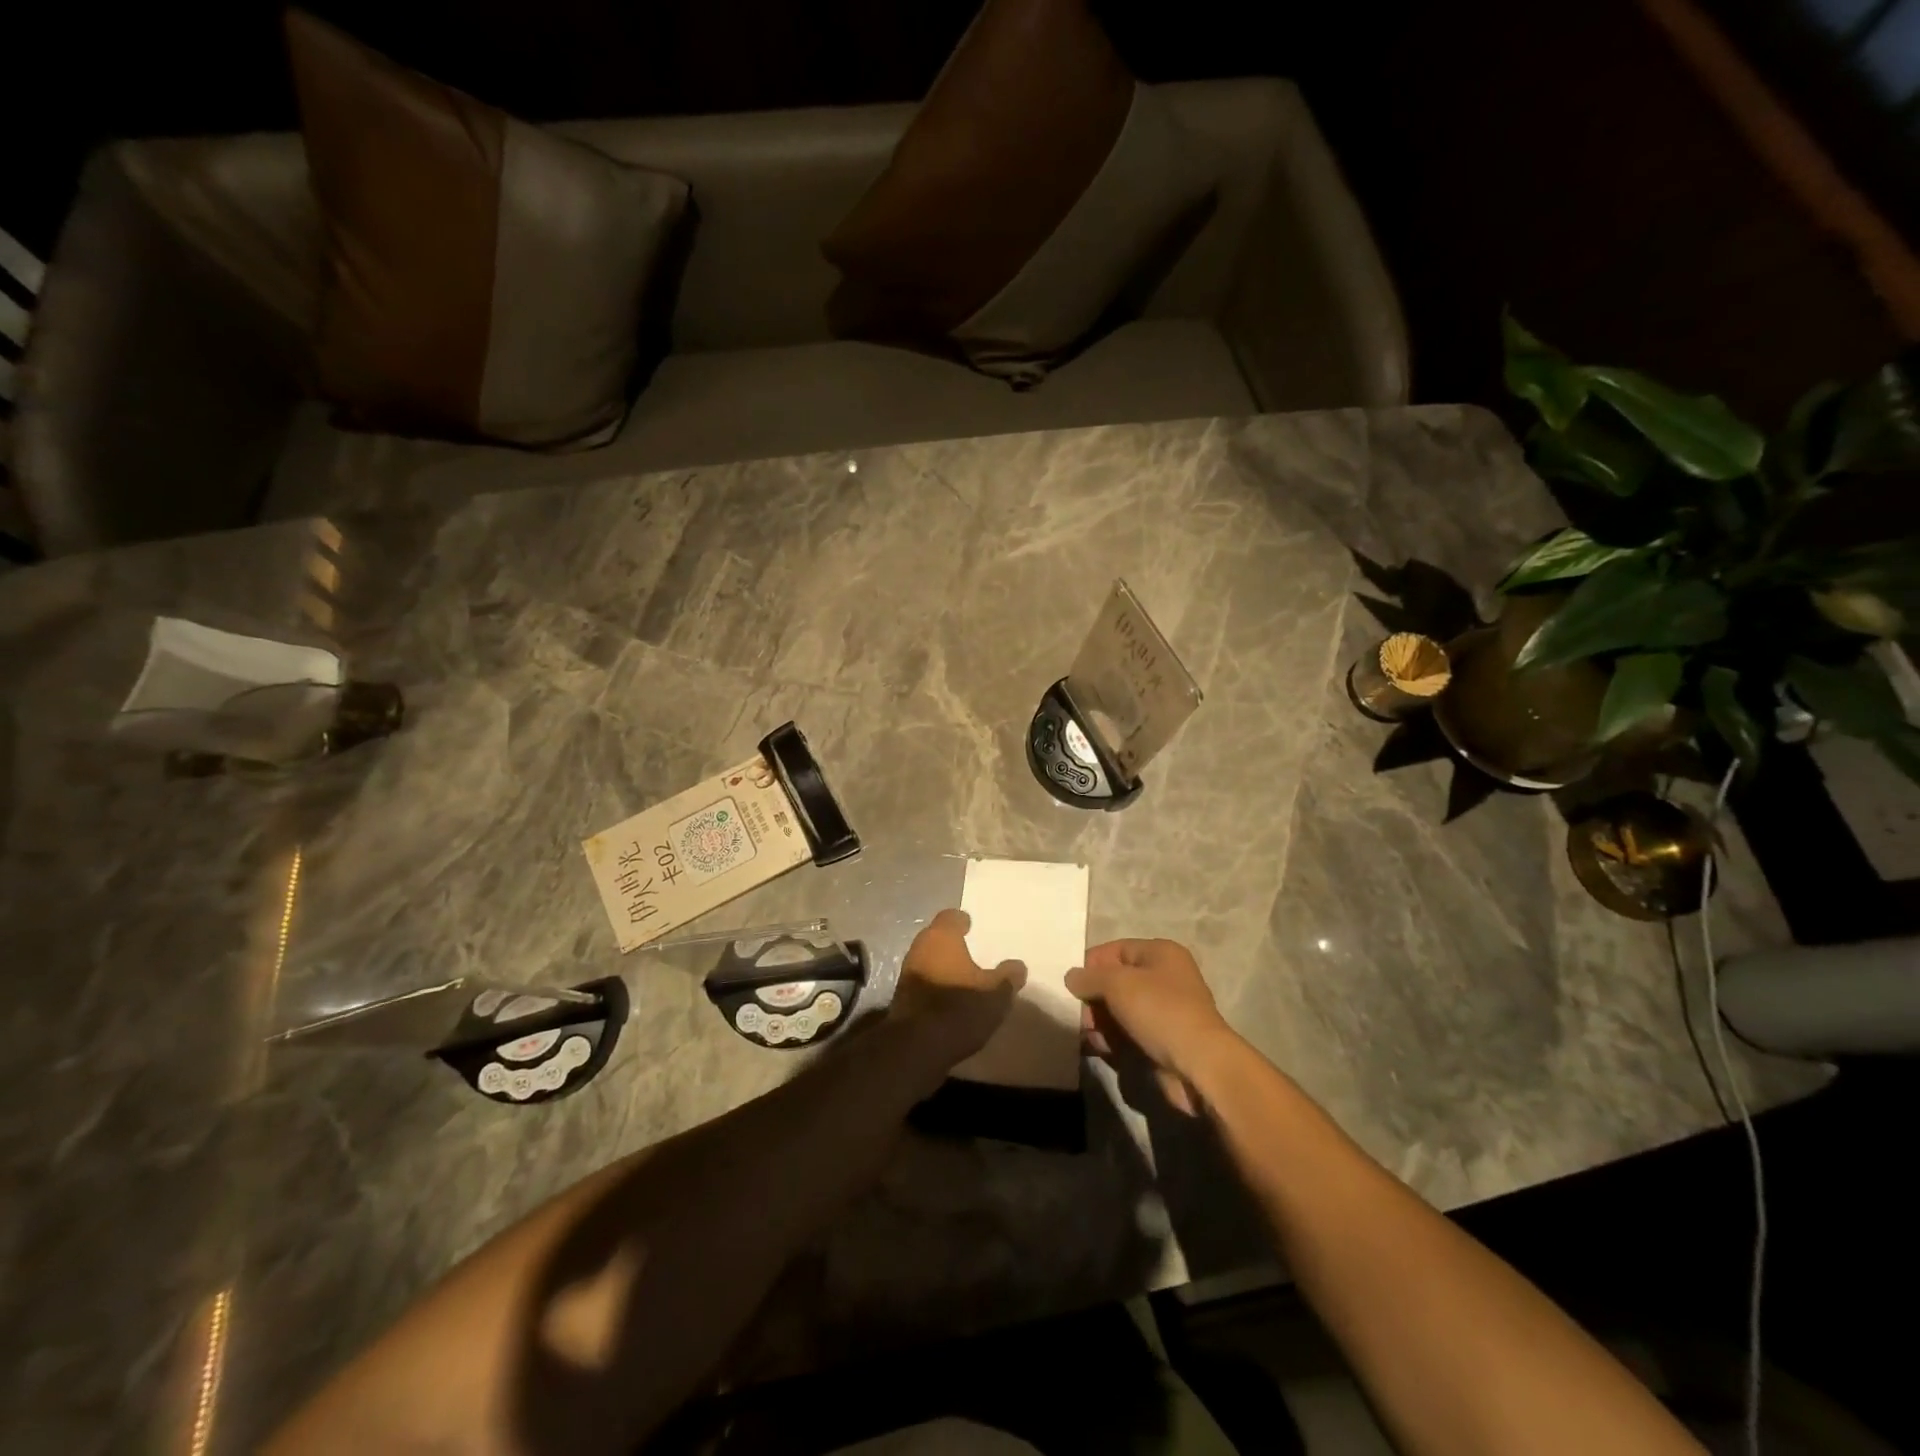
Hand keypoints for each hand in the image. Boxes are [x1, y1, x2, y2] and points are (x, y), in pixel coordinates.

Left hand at [890, 909, 1026, 1065]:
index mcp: (941, 937)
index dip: (962, 922)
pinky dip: (935, 986)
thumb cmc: (959, 1008)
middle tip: (972, 953)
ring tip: (964, 978)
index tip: (972, 926)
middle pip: (936, 938)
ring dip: (943, 967)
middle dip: (952, 945)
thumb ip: (1008, 977)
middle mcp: (919, 948)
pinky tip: (950, 1000)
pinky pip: (923, 983)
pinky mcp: (901, 998)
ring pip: (928, 961)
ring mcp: (907, 973)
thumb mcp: (996, 994)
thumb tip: (1018, 966)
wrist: (917, 1047)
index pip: (950, 917)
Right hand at [1066, 939, 1236, 1114]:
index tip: (1071, 986)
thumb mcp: (1117, 984)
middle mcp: (1164, 977)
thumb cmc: (1159, 1011)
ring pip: (1119, 1010)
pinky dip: (1112, 1039)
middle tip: (1080, 1017)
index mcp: (1160, 953)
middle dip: (1093, 999)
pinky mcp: (1162, 1040)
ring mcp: (1164, 1011)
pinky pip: (1128, 1033)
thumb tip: (1071, 977)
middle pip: (1115, 981)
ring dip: (1099, 1022)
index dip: (1091, 965)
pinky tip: (1100, 1049)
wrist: (1199, 1066)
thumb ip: (1089, 977)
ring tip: (1089, 1037)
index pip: (1115, 950)